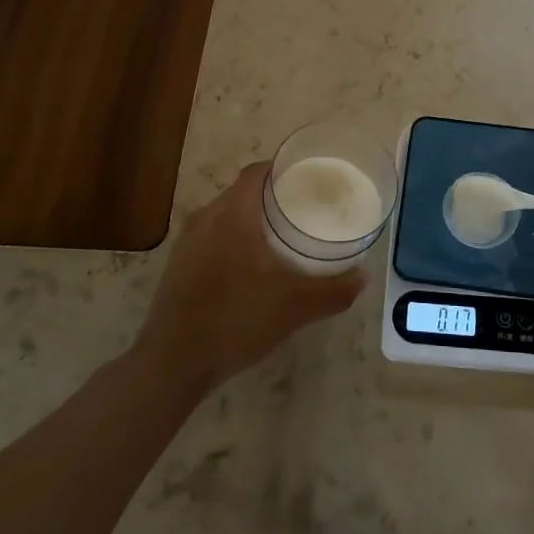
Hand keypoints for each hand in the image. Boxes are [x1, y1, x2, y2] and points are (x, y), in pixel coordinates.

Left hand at [134, 162, 362, 393]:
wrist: (171, 364)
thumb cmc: (235, 322)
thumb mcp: (294, 307)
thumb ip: (333, 290)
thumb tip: (362, 277)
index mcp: (232, 214)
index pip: (257, 172)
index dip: (283, 169)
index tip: (310, 180)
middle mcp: (205, 218)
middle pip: (243, 191)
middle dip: (273, 196)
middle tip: (305, 209)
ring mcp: (187, 241)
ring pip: (226, 214)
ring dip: (252, 218)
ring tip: (283, 237)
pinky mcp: (178, 264)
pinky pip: (212, 235)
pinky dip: (234, 238)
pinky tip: (252, 266)